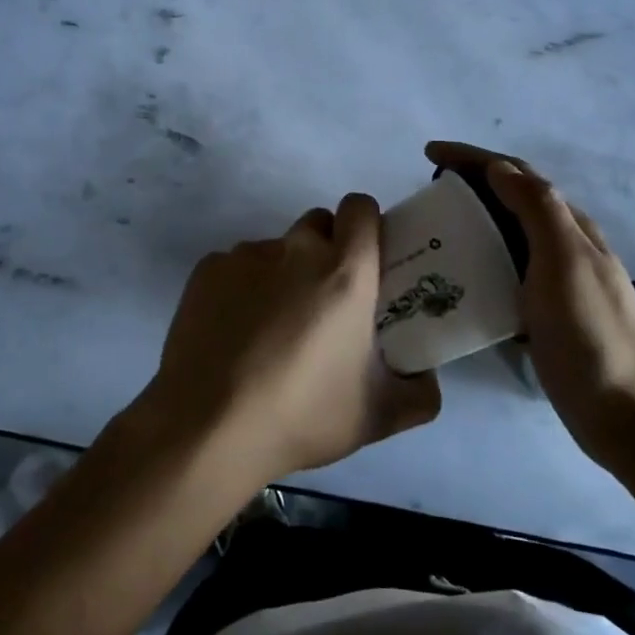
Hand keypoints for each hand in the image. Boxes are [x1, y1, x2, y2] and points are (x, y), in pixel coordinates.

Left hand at [140, 194, 441, 487]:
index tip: (367, 259)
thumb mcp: (378, 416)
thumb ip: (421, 393)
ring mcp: (246, 255)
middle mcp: (296, 249)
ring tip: (271, 328)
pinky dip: (242, 289)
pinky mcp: (207, 269)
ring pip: (276, 248)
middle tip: (325, 300)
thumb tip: (427, 376)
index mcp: (345, 271)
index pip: (360, 207)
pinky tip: (234, 333)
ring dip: (283, 273)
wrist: (208, 426)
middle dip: (327, 248)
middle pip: (319, 224)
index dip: (366, 225)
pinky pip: (236, 266)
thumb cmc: (302, 414)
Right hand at [425, 143, 634, 456]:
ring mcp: (557, 282)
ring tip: (434, 229)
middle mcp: (564, 246)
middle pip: (512, 199)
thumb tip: (499, 168)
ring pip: (508, 236)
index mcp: (569, 226)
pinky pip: (505, 273)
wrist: (628, 414)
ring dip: (473, 221)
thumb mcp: (564, 261)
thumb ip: (536, 209)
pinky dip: (479, 262)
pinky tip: (456, 279)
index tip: (428, 153)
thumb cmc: (590, 333)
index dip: (473, 157)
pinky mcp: (545, 315)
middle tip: (427, 190)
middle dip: (470, 183)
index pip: (516, 174)